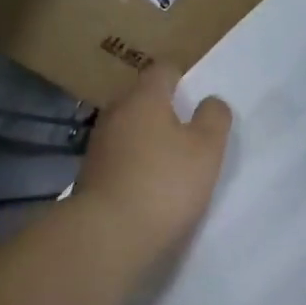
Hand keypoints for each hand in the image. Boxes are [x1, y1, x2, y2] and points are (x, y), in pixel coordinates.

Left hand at [76, 64, 230, 258]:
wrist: (108, 234)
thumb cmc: (165, 183)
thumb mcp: (207, 148)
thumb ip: (214, 117)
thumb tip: (210, 101)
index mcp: (144, 97)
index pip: (164, 70)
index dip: (184, 79)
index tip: (199, 102)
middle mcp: (116, 112)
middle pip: (144, 99)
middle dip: (166, 111)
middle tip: (192, 135)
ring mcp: (99, 144)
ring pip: (131, 129)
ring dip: (149, 140)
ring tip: (172, 165)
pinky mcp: (91, 174)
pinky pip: (120, 158)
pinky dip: (135, 165)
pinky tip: (150, 187)